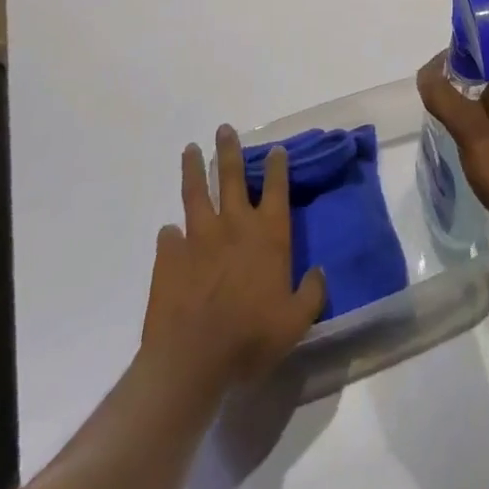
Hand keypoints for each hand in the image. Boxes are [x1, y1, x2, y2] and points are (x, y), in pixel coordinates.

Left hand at [140, 126, 326, 398]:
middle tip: (224, 129)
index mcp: (268, 234)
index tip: (276, 149)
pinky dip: (170, 233)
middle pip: (232, 177)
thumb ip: (311, 293)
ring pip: (196, 193)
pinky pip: (169, 237)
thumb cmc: (251, 337)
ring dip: (194, 170)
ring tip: (190, 149)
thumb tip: (319, 273)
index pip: (276, 188)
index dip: (278, 167)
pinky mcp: (168, 257)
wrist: (191, 359)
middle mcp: (234, 225)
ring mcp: (198, 238)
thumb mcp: (296, 321)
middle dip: (230, 150)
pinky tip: (169, 231)